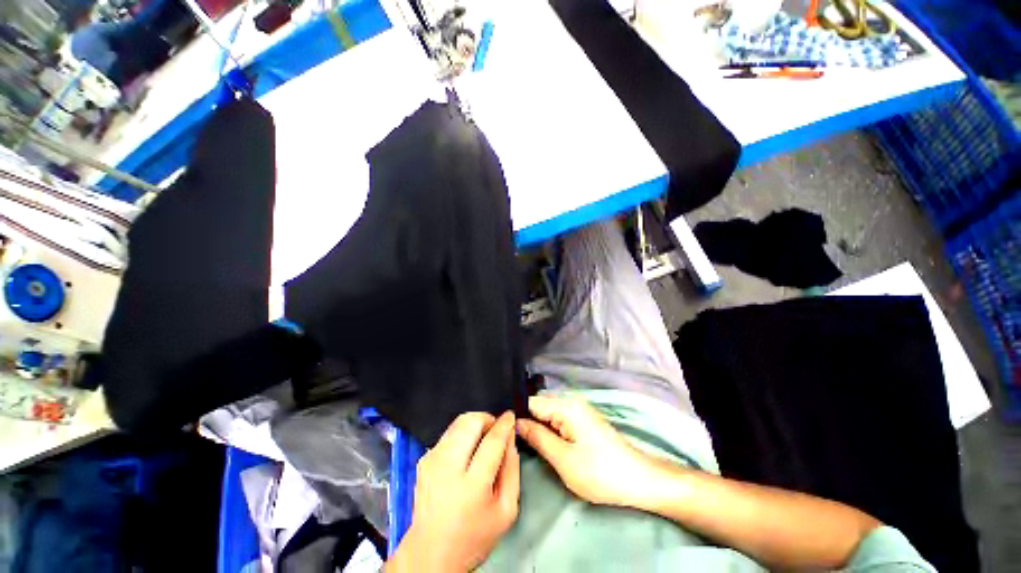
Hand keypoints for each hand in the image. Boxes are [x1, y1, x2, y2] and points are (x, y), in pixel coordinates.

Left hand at [386, 412, 519, 572]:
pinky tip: (467, 450)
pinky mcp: (423, 459)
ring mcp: (432, 461)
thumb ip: (512, 471)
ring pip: (457, 423)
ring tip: (482, 438)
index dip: (504, 425)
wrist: (430, 553)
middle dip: (487, 419)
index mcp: (472, 487)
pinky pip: (448, 433)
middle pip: (470, 423)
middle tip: (495, 430)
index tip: (510, 416)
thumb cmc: (473, 535)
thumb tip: (511, 438)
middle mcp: (448, 468)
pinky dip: (462, 433)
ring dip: (474, 423)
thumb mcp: (506, 511)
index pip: (491, 442)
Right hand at [516, 395, 659, 506]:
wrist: (639, 480)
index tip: (504, 432)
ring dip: (538, 428)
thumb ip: (537, 438)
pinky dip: (550, 430)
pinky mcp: (583, 421)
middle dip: (527, 422)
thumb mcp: (563, 459)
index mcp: (566, 406)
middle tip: (514, 443)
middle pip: (539, 407)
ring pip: (548, 414)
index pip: (531, 403)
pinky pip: (558, 420)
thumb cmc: (600, 472)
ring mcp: (578, 410)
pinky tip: (544, 444)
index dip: (517, 416)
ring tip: (525, 445)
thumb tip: (516, 424)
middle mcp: (571, 402)